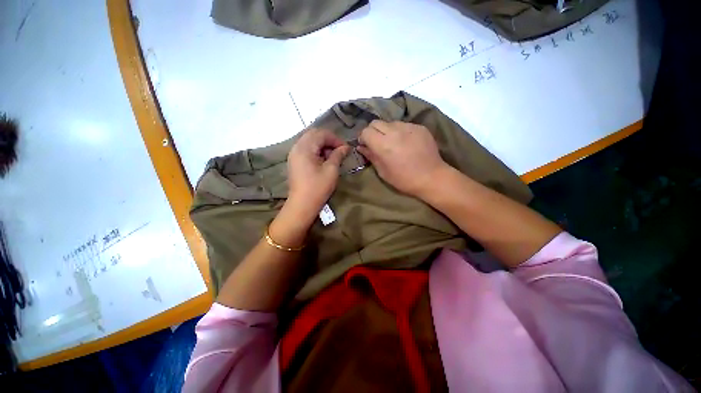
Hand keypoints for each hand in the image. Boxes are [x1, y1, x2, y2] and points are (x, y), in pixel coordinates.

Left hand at [284, 128, 350, 221]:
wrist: (302, 204)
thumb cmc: (318, 187)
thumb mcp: (331, 170)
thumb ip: (338, 155)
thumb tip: (346, 147)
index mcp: (305, 147)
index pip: (321, 134)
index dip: (335, 139)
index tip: (345, 149)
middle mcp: (296, 147)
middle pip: (314, 134)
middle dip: (328, 140)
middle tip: (339, 151)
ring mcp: (293, 154)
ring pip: (309, 141)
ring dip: (322, 145)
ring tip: (332, 157)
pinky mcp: (294, 161)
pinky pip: (305, 149)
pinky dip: (315, 151)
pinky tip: (322, 161)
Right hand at [358, 120, 447, 197]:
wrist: (431, 177)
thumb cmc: (404, 179)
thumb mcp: (383, 172)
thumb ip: (371, 156)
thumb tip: (361, 147)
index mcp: (383, 145)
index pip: (366, 131)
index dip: (363, 138)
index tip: (366, 145)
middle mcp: (394, 131)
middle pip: (376, 122)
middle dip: (373, 132)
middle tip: (377, 143)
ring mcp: (408, 127)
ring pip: (390, 123)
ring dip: (387, 131)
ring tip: (393, 143)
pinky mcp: (419, 127)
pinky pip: (404, 125)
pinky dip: (400, 132)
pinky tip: (406, 143)